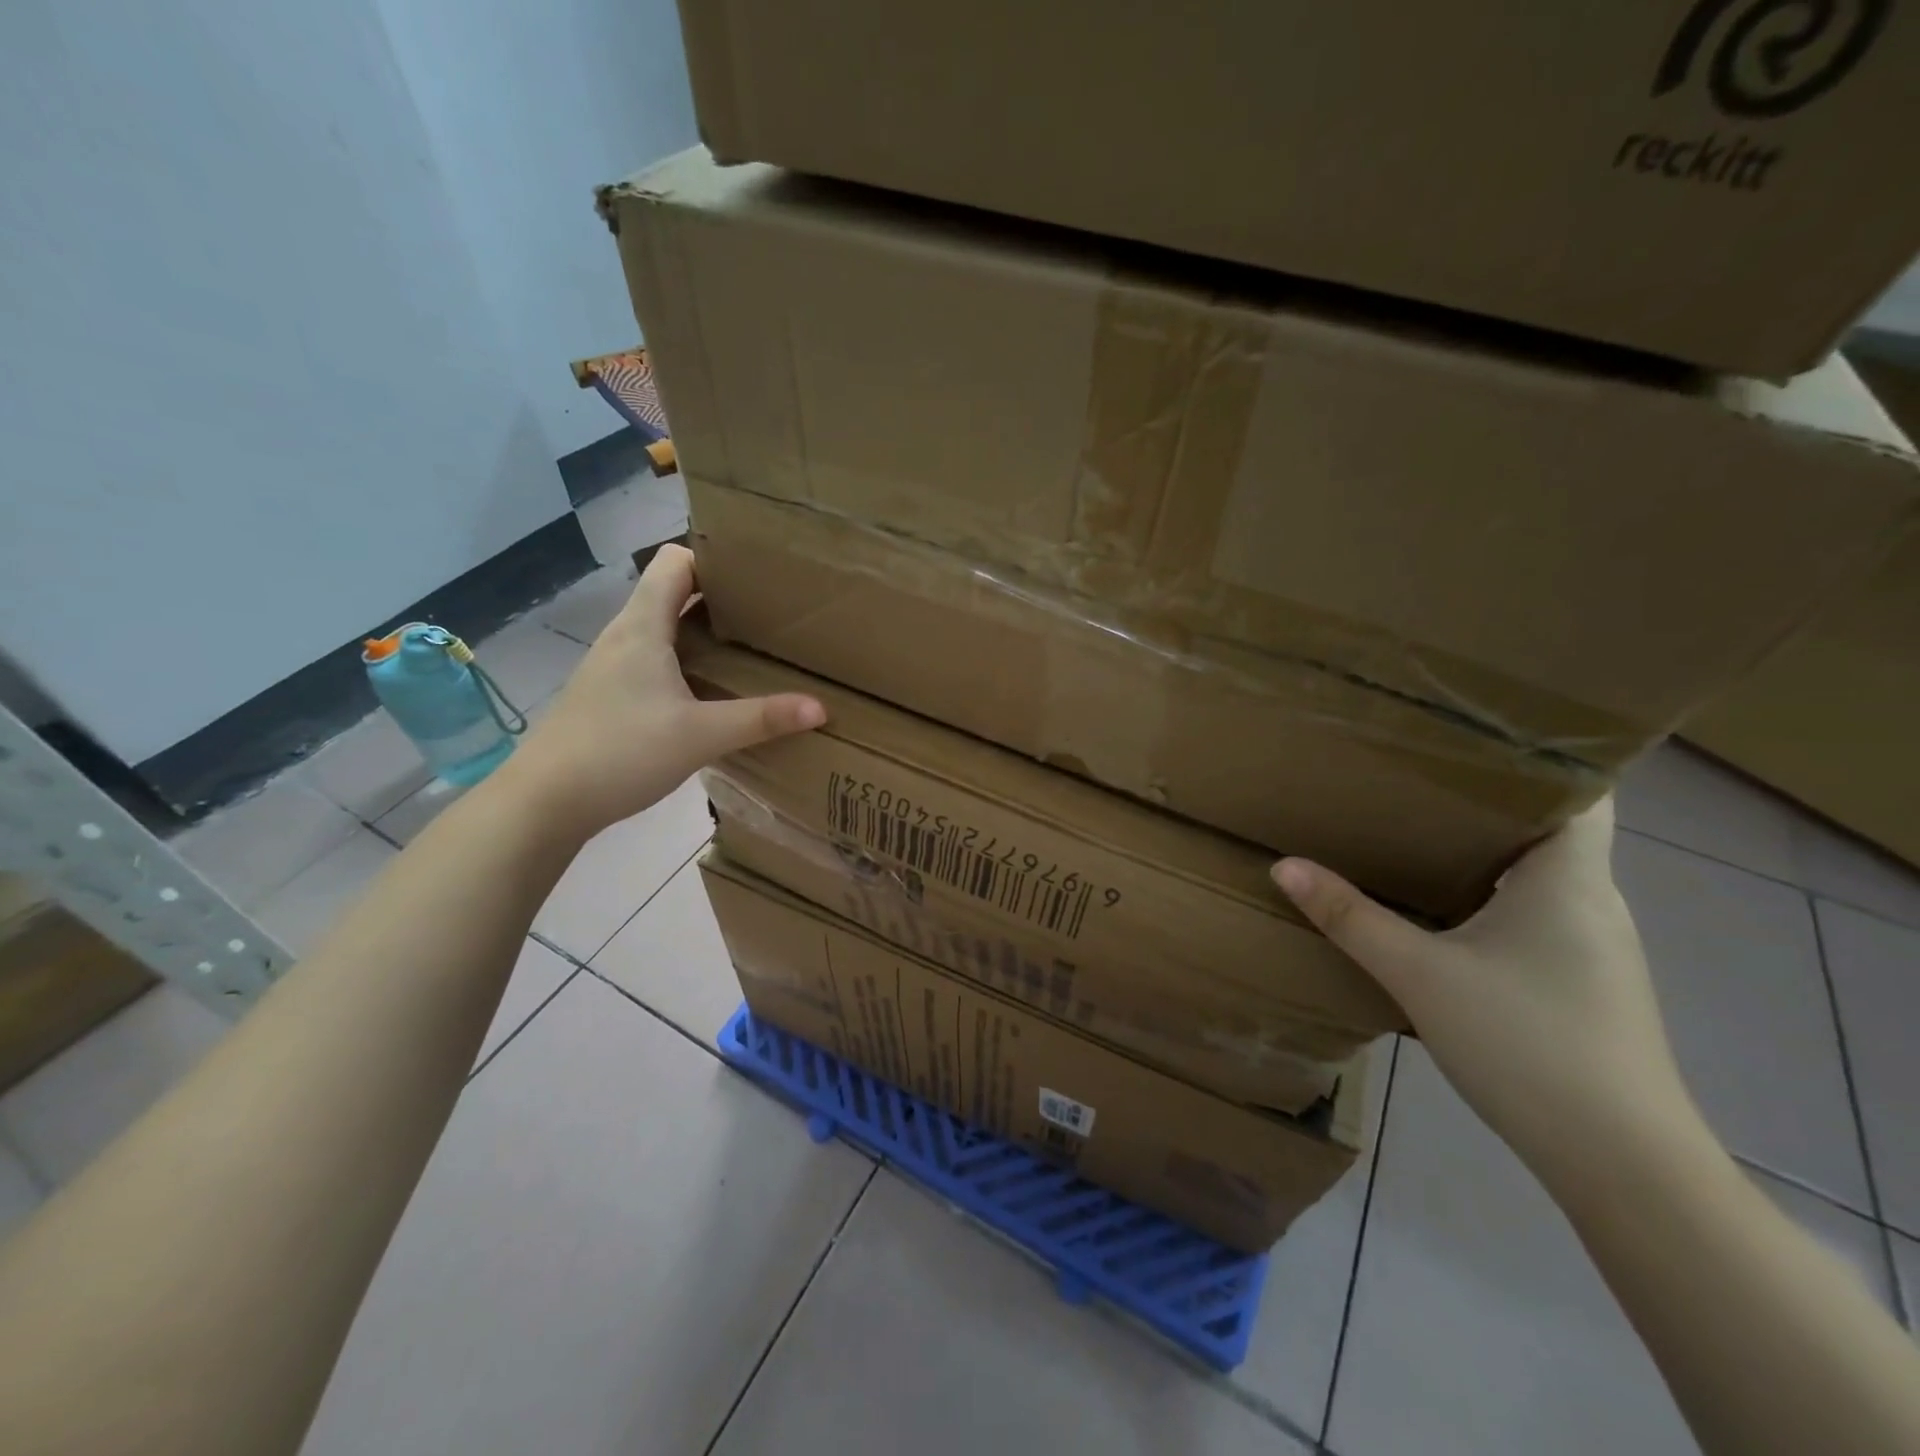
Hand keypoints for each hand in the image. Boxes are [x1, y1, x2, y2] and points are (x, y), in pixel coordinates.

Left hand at [501, 545, 824, 840]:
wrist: (544, 802)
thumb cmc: (620, 752)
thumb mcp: (701, 736)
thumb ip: (761, 718)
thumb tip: (820, 707)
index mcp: (643, 626)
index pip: (677, 562)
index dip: (715, 560)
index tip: (760, 576)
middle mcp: (626, 635)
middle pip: (674, 593)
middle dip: (721, 597)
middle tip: (770, 613)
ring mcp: (614, 666)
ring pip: (665, 629)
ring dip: (704, 632)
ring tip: (750, 648)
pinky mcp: (611, 694)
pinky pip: (656, 659)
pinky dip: (687, 661)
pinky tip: (711, 691)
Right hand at [1273, 798, 1699, 1180]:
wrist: (1621, 1163)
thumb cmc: (1526, 1043)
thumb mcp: (1419, 974)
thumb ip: (1350, 916)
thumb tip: (1284, 866)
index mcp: (1569, 877)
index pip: (1580, 790)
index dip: (1538, 757)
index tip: (1470, 738)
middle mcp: (1595, 901)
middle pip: (1551, 829)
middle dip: (1489, 802)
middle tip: (1418, 777)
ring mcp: (1598, 947)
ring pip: (1544, 875)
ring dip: (1491, 853)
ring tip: (1421, 831)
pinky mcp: (1588, 984)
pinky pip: (1541, 914)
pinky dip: (1498, 897)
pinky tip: (1450, 911)